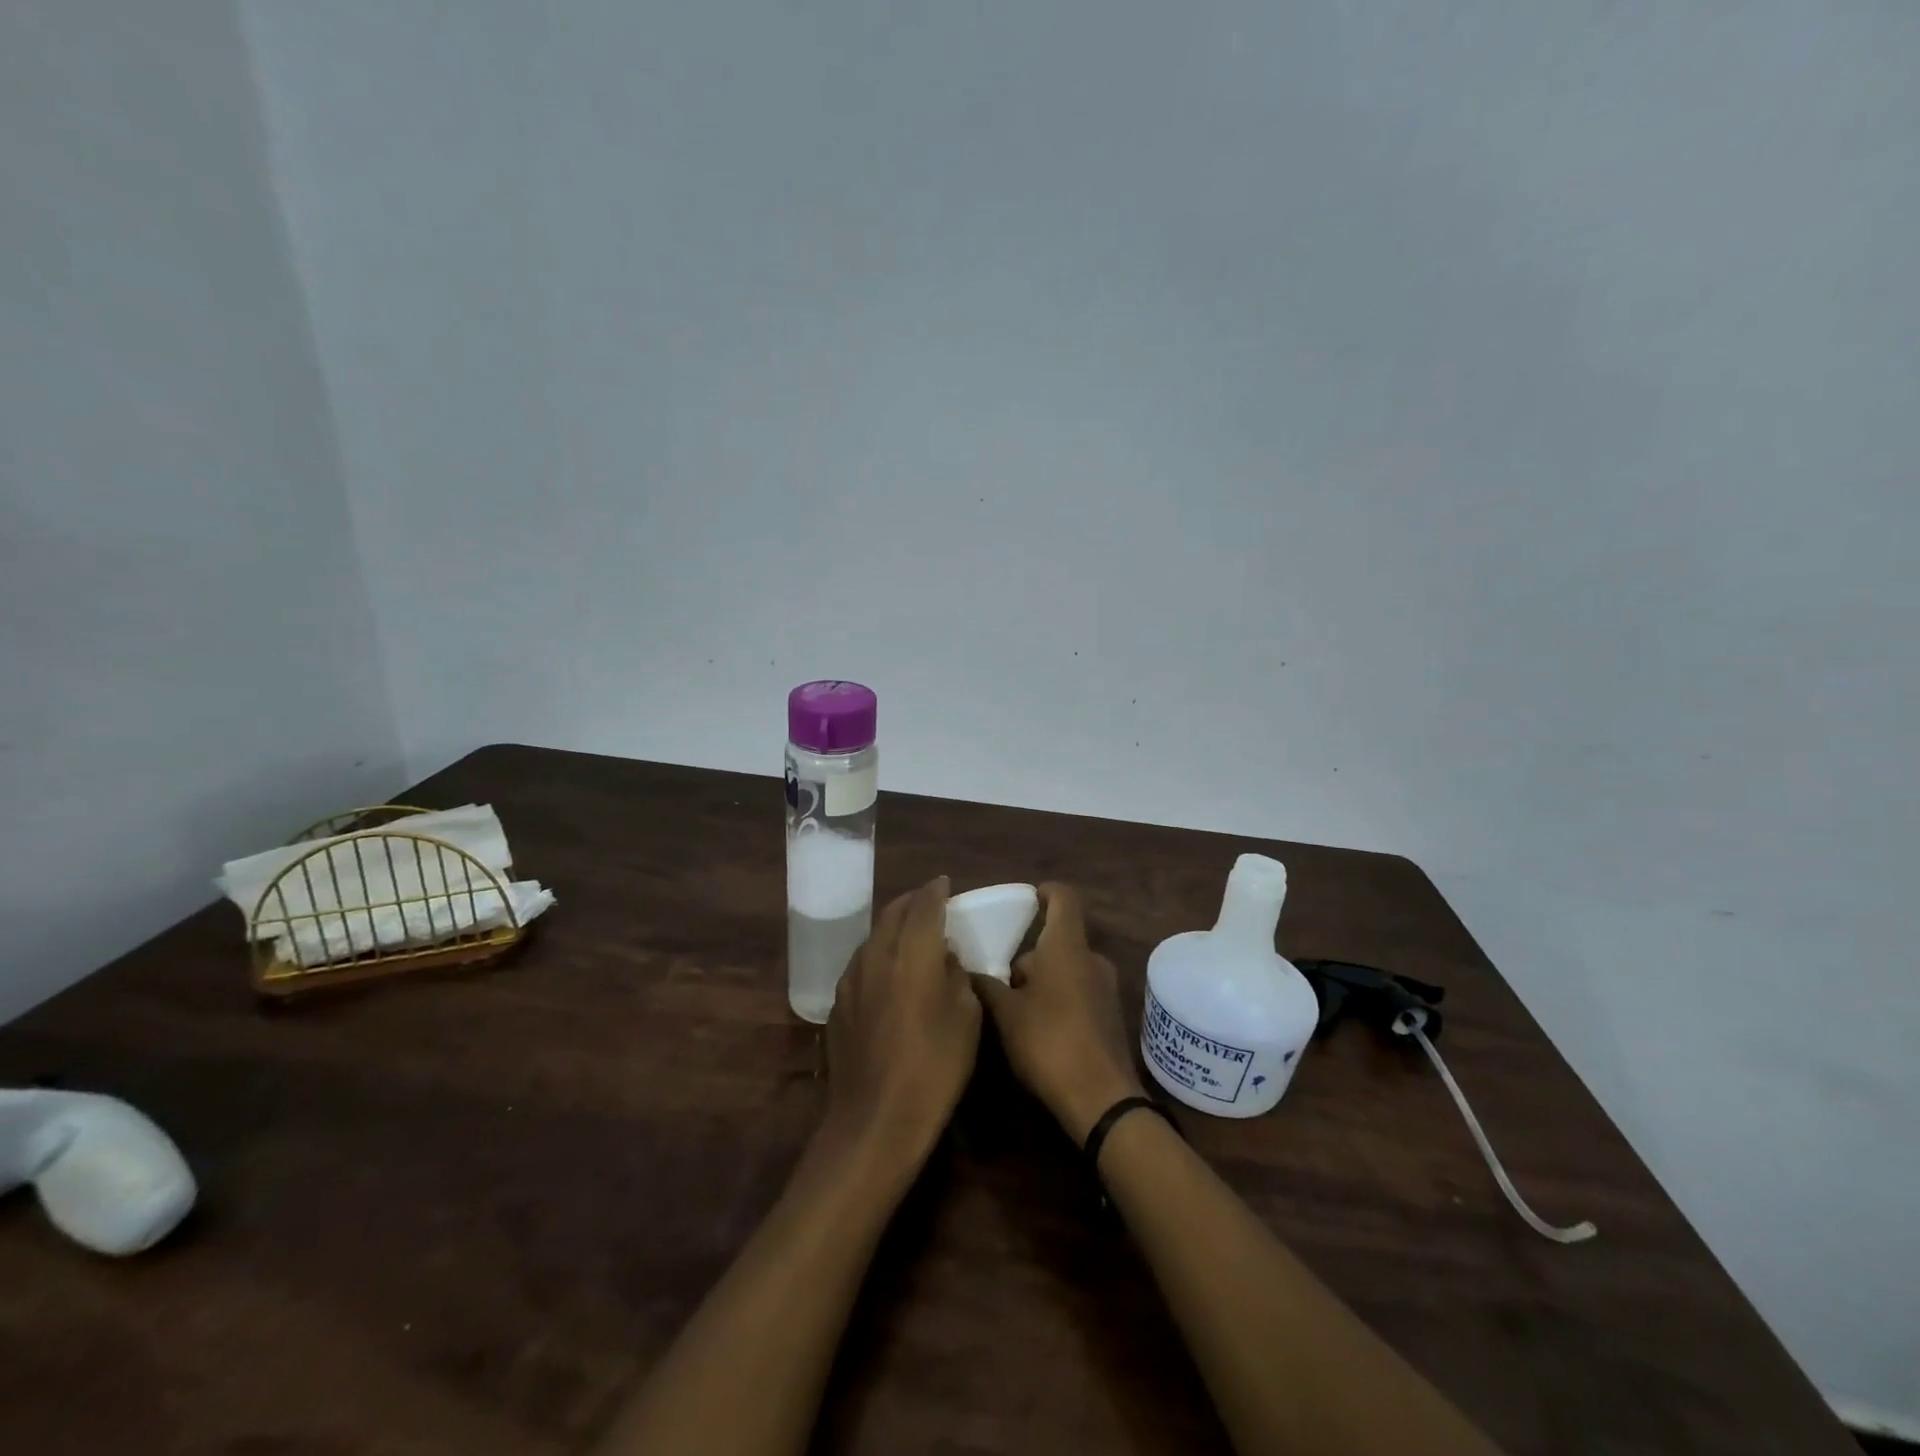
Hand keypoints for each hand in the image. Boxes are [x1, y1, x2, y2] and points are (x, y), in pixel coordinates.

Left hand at [824, 877, 980, 1171]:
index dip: (936, 891)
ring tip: (910, 935)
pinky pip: (861, 962)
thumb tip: (944, 956)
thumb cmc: (934, 1068)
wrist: (875, 1119)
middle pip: (892, 912)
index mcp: (912, 953)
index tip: (946, 884)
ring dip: (893, 927)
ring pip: (873, 936)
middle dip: (912, 902)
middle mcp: (876, 954)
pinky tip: (888, 971)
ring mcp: (851, 978)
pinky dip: (878, 954)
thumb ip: (956, 975)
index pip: (924, 905)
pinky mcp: (837, 1003)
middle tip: (929, 904)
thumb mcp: (966, 1018)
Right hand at [972, 883, 1144, 1142]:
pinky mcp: (1111, 1017)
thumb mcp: (1005, 1013)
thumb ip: (986, 985)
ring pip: (1068, 969)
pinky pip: (1080, 992)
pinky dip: (1059, 999)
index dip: (1046, 891)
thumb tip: (965, 968)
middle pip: (1059, 939)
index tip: (1028, 897)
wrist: (1101, 1099)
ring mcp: (1106, 989)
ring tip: (1013, 1006)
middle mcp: (1092, 959)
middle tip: (1000, 976)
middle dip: (1031, 954)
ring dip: (1044, 980)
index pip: (1064, 898)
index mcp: (1067, 946)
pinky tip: (1038, 1028)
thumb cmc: (1049, 1041)